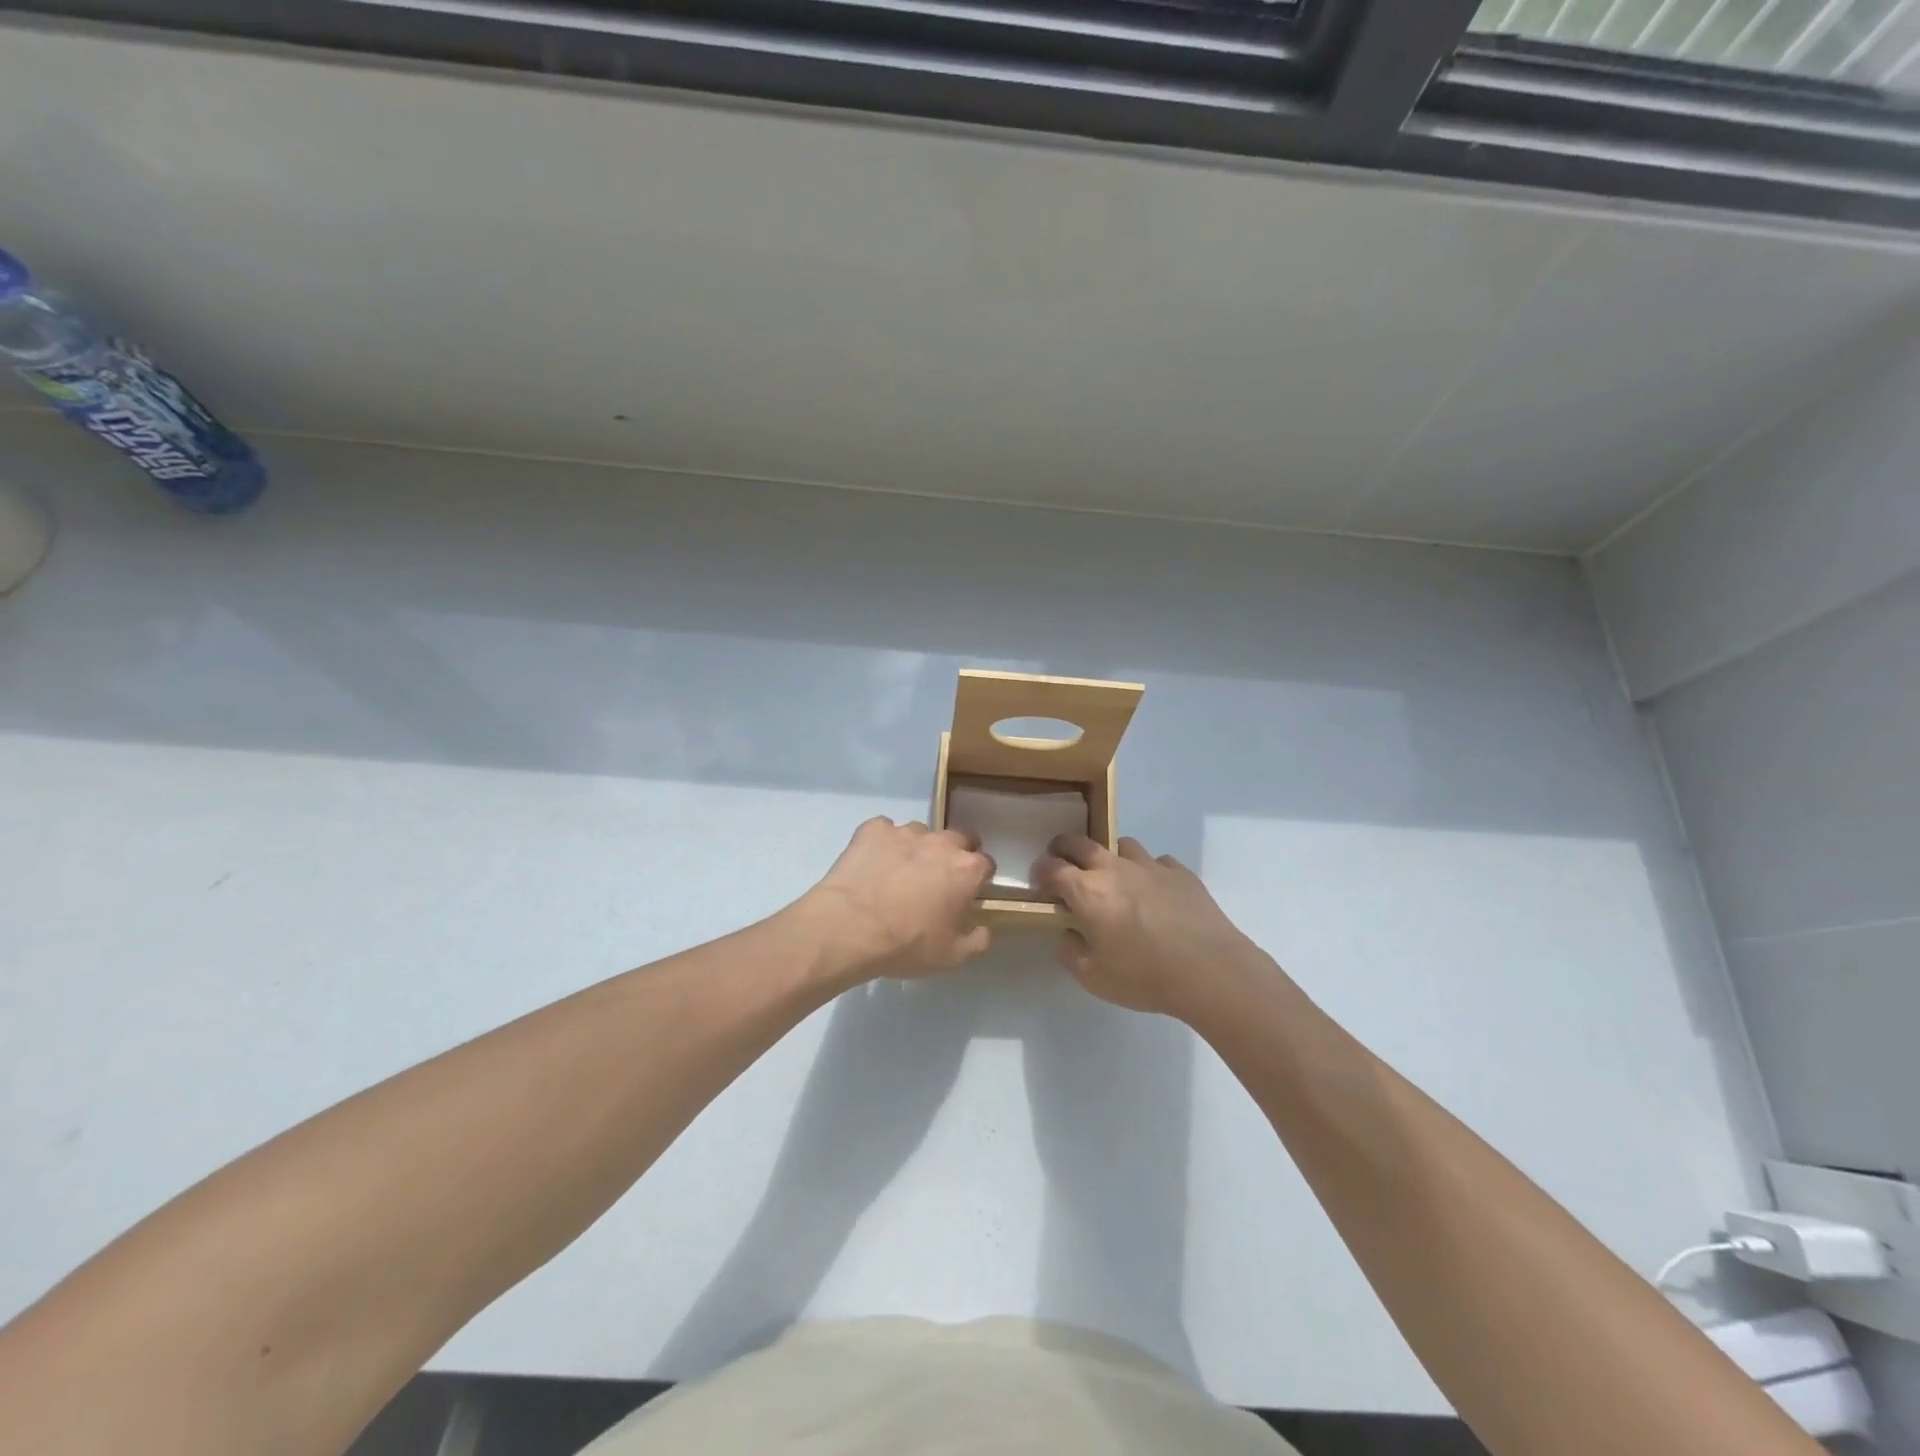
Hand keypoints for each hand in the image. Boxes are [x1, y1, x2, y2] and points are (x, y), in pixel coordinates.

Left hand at [800, 817, 995, 982]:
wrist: (849, 927)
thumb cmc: (906, 944)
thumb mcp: (950, 957)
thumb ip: (976, 941)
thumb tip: (983, 929)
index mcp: (967, 870)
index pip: (986, 864)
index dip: (978, 879)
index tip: (968, 893)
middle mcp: (941, 843)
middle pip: (958, 839)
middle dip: (954, 854)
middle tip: (938, 879)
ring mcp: (906, 832)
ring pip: (920, 833)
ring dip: (917, 849)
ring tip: (899, 873)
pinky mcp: (873, 829)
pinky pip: (884, 830)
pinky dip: (883, 843)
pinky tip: (873, 863)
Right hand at [1032, 835, 1261, 1017]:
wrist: (1210, 970)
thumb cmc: (1144, 976)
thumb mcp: (1093, 977)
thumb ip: (1071, 951)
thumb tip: (1068, 933)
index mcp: (1087, 891)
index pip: (1052, 868)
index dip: (1040, 872)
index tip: (1039, 883)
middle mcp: (1115, 869)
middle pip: (1081, 843)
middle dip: (1064, 848)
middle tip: (1063, 863)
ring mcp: (1150, 866)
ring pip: (1122, 845)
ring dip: (1110, 857)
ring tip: (1114, 879)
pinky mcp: (1180, 873)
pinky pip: (1157, 862)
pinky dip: (1148, 872)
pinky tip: (1155, 894)